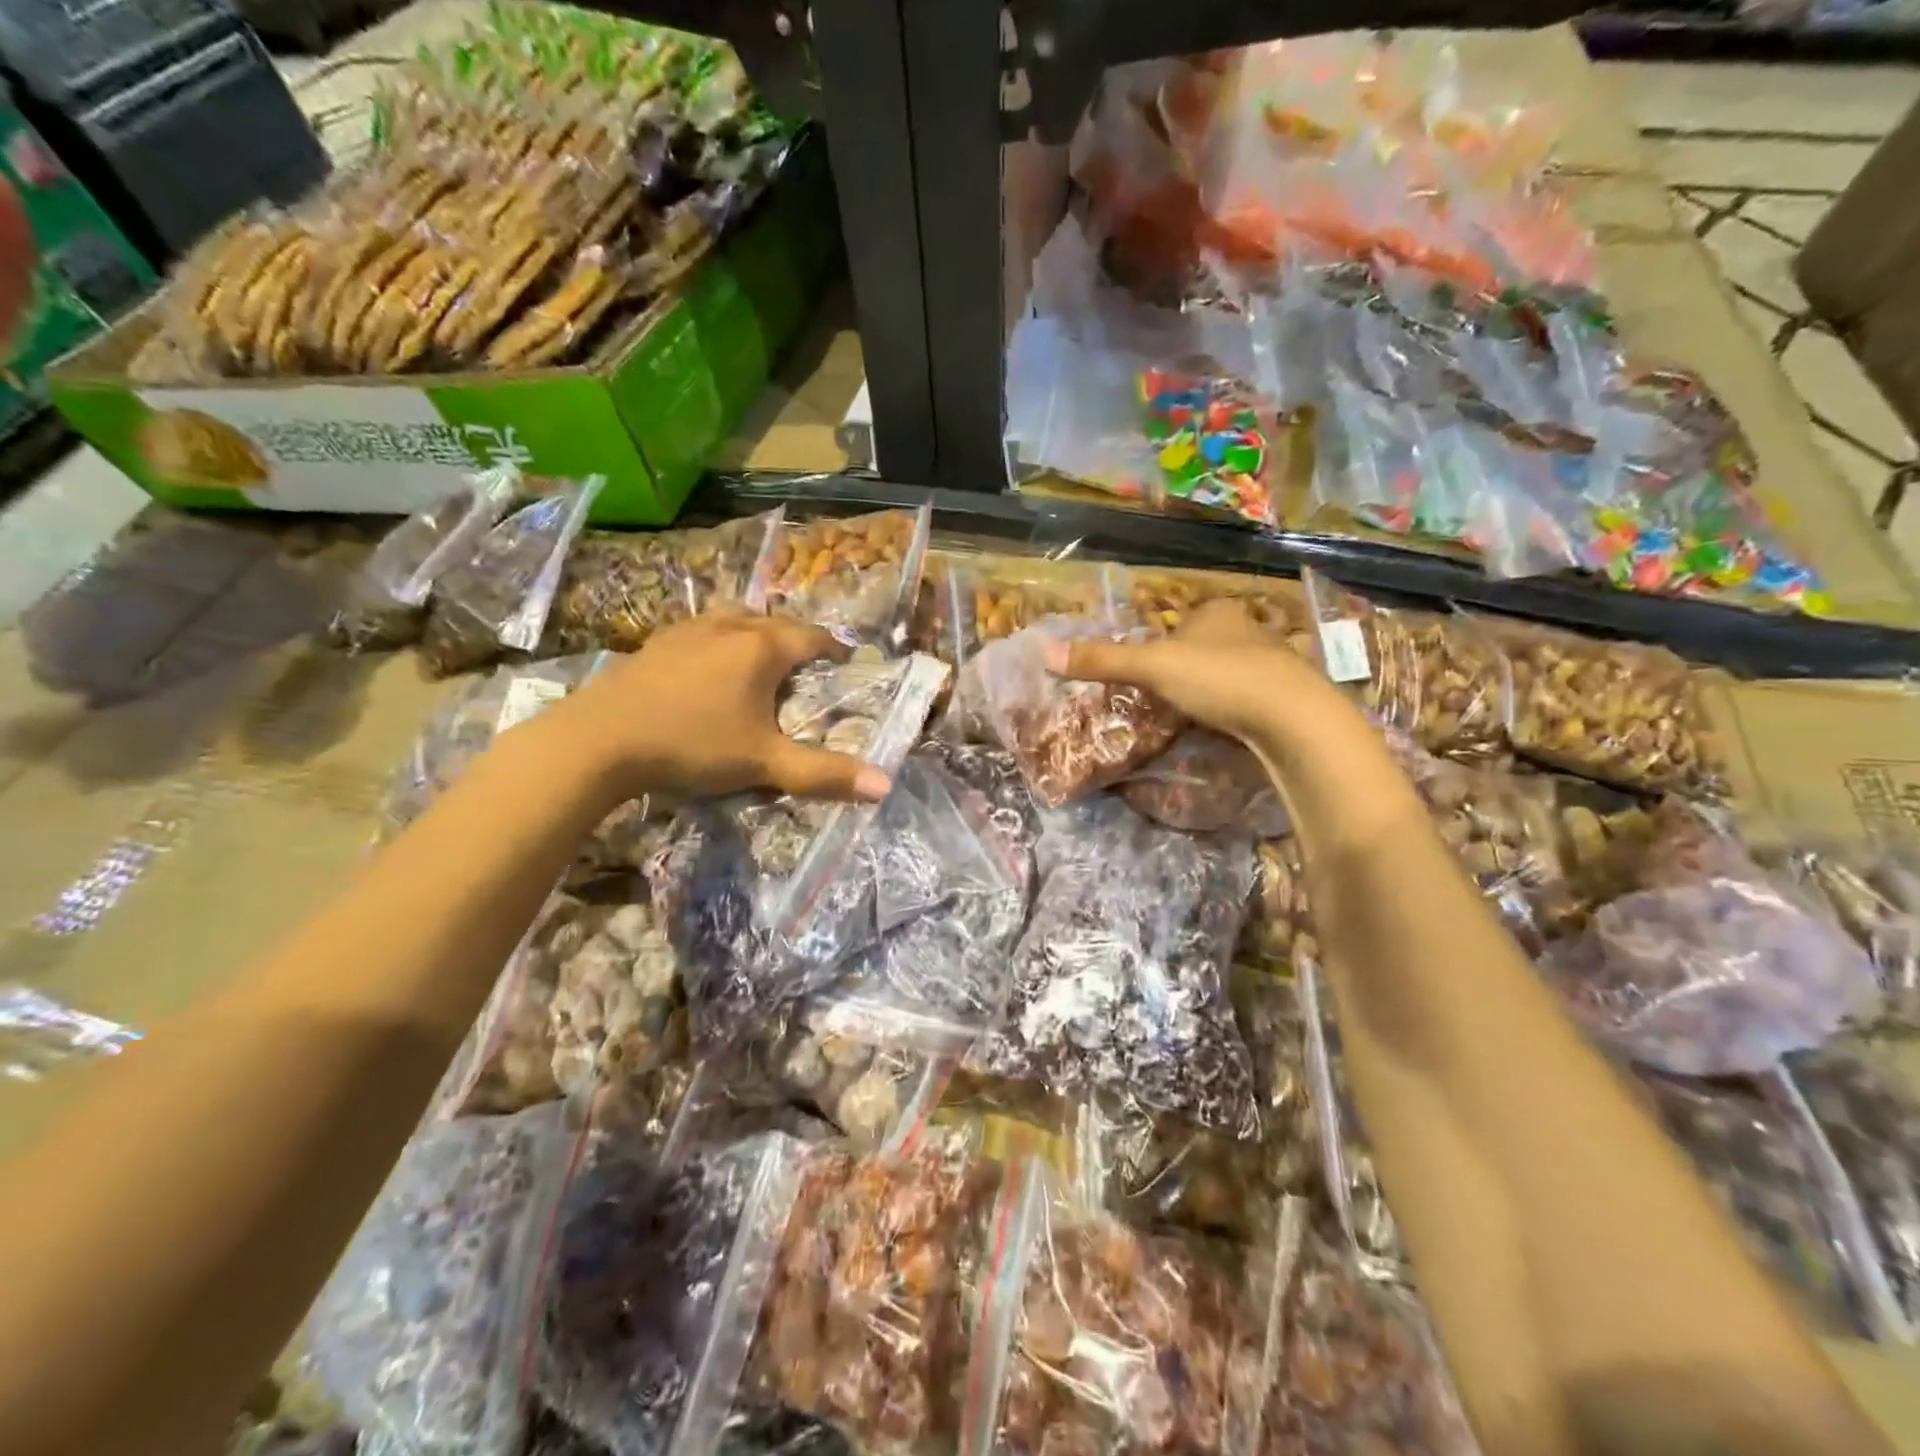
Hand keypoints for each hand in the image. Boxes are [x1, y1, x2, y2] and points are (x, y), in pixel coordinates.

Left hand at [555, 612, 893, 802]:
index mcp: (762, 648)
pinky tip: (709, 667)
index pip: (813, 637)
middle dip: (798, 640)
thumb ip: (824, 774)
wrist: (600, 741)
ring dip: (757, 634)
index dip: (836, 650)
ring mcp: (688, 630)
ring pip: (736, 620)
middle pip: (776, 622)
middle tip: (808, 669)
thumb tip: (884, 786)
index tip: (848, 666)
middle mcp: (730, 627)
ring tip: (762, 660)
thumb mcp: (765, 764)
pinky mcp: (656, 642)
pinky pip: (703, 631)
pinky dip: (720, 642)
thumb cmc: (693, 745)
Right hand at [1045, 598, 1352, 748]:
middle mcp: (1250, 627)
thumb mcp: (1153, 668)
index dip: (1164, 644)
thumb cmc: (1220, 679)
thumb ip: (1104, 661)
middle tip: (1171, 697)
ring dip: (1218, 687)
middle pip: (1208, 645)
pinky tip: (1235, 725)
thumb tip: (1044, 652)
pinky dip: (1243, 707)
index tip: (1152, 672)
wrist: (1294, 717)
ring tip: (1200, 714)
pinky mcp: (1293, 694)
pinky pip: (1258, 695)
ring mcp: (1277, 660)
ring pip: (1235, 669)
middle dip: (1192, 667)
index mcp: (1217, 612)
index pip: (1182, 622)